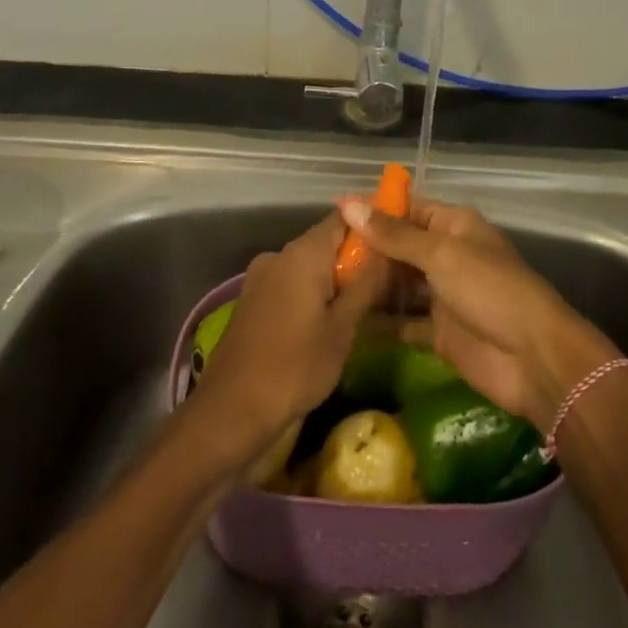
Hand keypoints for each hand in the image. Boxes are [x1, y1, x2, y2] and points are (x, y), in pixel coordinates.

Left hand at [190, 213, 389, 474]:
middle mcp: (279, 254)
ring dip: (335, 279)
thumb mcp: (343, 328)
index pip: (345, 217)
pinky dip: (313, 293)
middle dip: (356, 258)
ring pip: (309, 265)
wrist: (231, 410)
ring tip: (364, 307)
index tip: (396, 241)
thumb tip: (388, 249)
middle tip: (388, 283)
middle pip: (326, 241)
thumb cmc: (295, 367)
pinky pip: (291, 283)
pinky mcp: (253, 299)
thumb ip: (367, 284)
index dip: (372, 225)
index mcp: (303, 253)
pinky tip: (329, 321)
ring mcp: (261, 276)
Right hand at [336, 196, 617, 426]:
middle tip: (320, 257)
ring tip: (325, 285)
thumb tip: (347, 203)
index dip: (374, 211)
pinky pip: (402, 322)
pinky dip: (380, 322)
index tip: (333, 216)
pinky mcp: (438, 332)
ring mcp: (443, 295)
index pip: (408, 209)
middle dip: (366, 250)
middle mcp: (447, 256)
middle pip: (400, 247)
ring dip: (370, 285)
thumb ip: (394, 234)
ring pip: (399, 284)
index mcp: (454, 226)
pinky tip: (345, 321)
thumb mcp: (441, 255)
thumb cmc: (490, 291)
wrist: (534, 359)